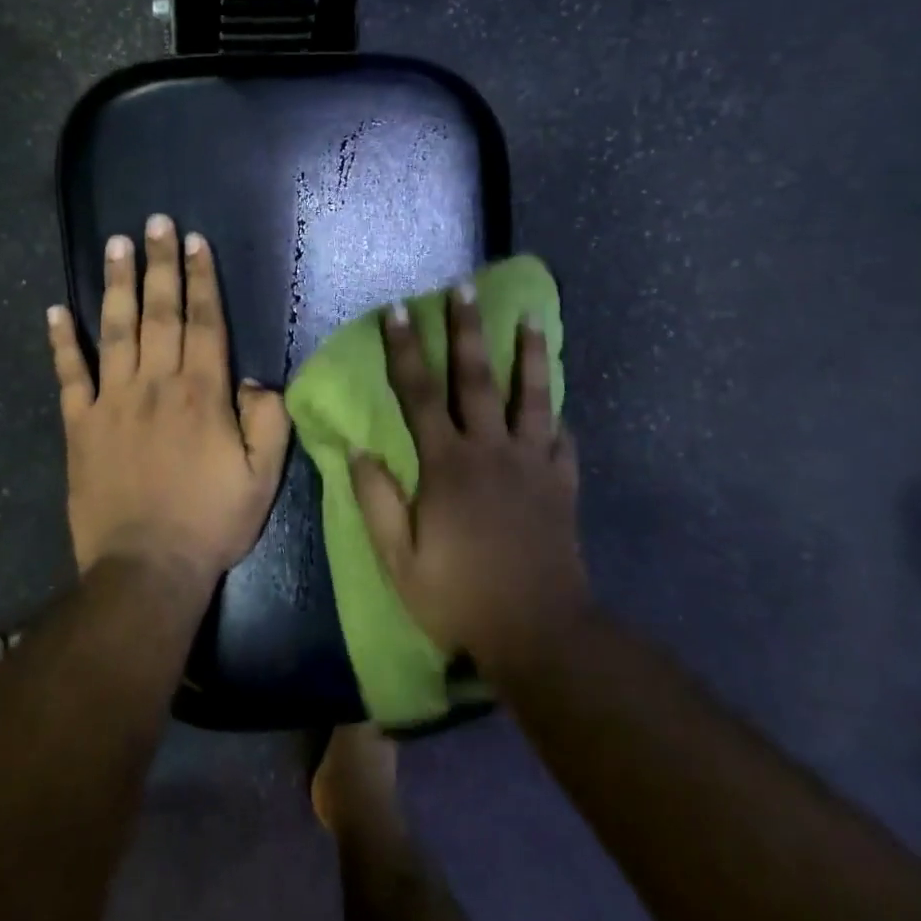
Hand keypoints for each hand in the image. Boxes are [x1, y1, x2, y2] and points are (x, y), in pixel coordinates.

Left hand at [48, 215, 291, 587]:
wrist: (146, 567)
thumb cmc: (211, 521)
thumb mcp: (263, 476)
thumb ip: (267, 419)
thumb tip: (253, 377)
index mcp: (202, 393)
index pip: (204, 322)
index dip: (201, 279)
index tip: (194, 242)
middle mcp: (156, 384)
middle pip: (159, 312)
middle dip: (159, 264)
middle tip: (154, 222)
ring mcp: (112, 402)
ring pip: (115, 330)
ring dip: (116, 285)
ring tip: (115, 244)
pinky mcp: (80, 425)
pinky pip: (69, 375)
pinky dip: (61, 342)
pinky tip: (55, 310)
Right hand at [351, 287, 589, 672]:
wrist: (539, 633)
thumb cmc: (459, 596)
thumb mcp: (399, 559)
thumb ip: (377, 501)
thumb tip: (359, 451)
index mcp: (447, 465)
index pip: (419, 395)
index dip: (406, 350)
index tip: (399, 310)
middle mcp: (491, 451)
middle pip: (476, 379)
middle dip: (467, 330)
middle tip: (465, 287)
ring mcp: (533, 465)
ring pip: (531, 397)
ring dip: (528, 354)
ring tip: (531, 317)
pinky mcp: (562, 485)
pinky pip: (562, 440)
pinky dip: (558, 417)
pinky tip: (557, 404)